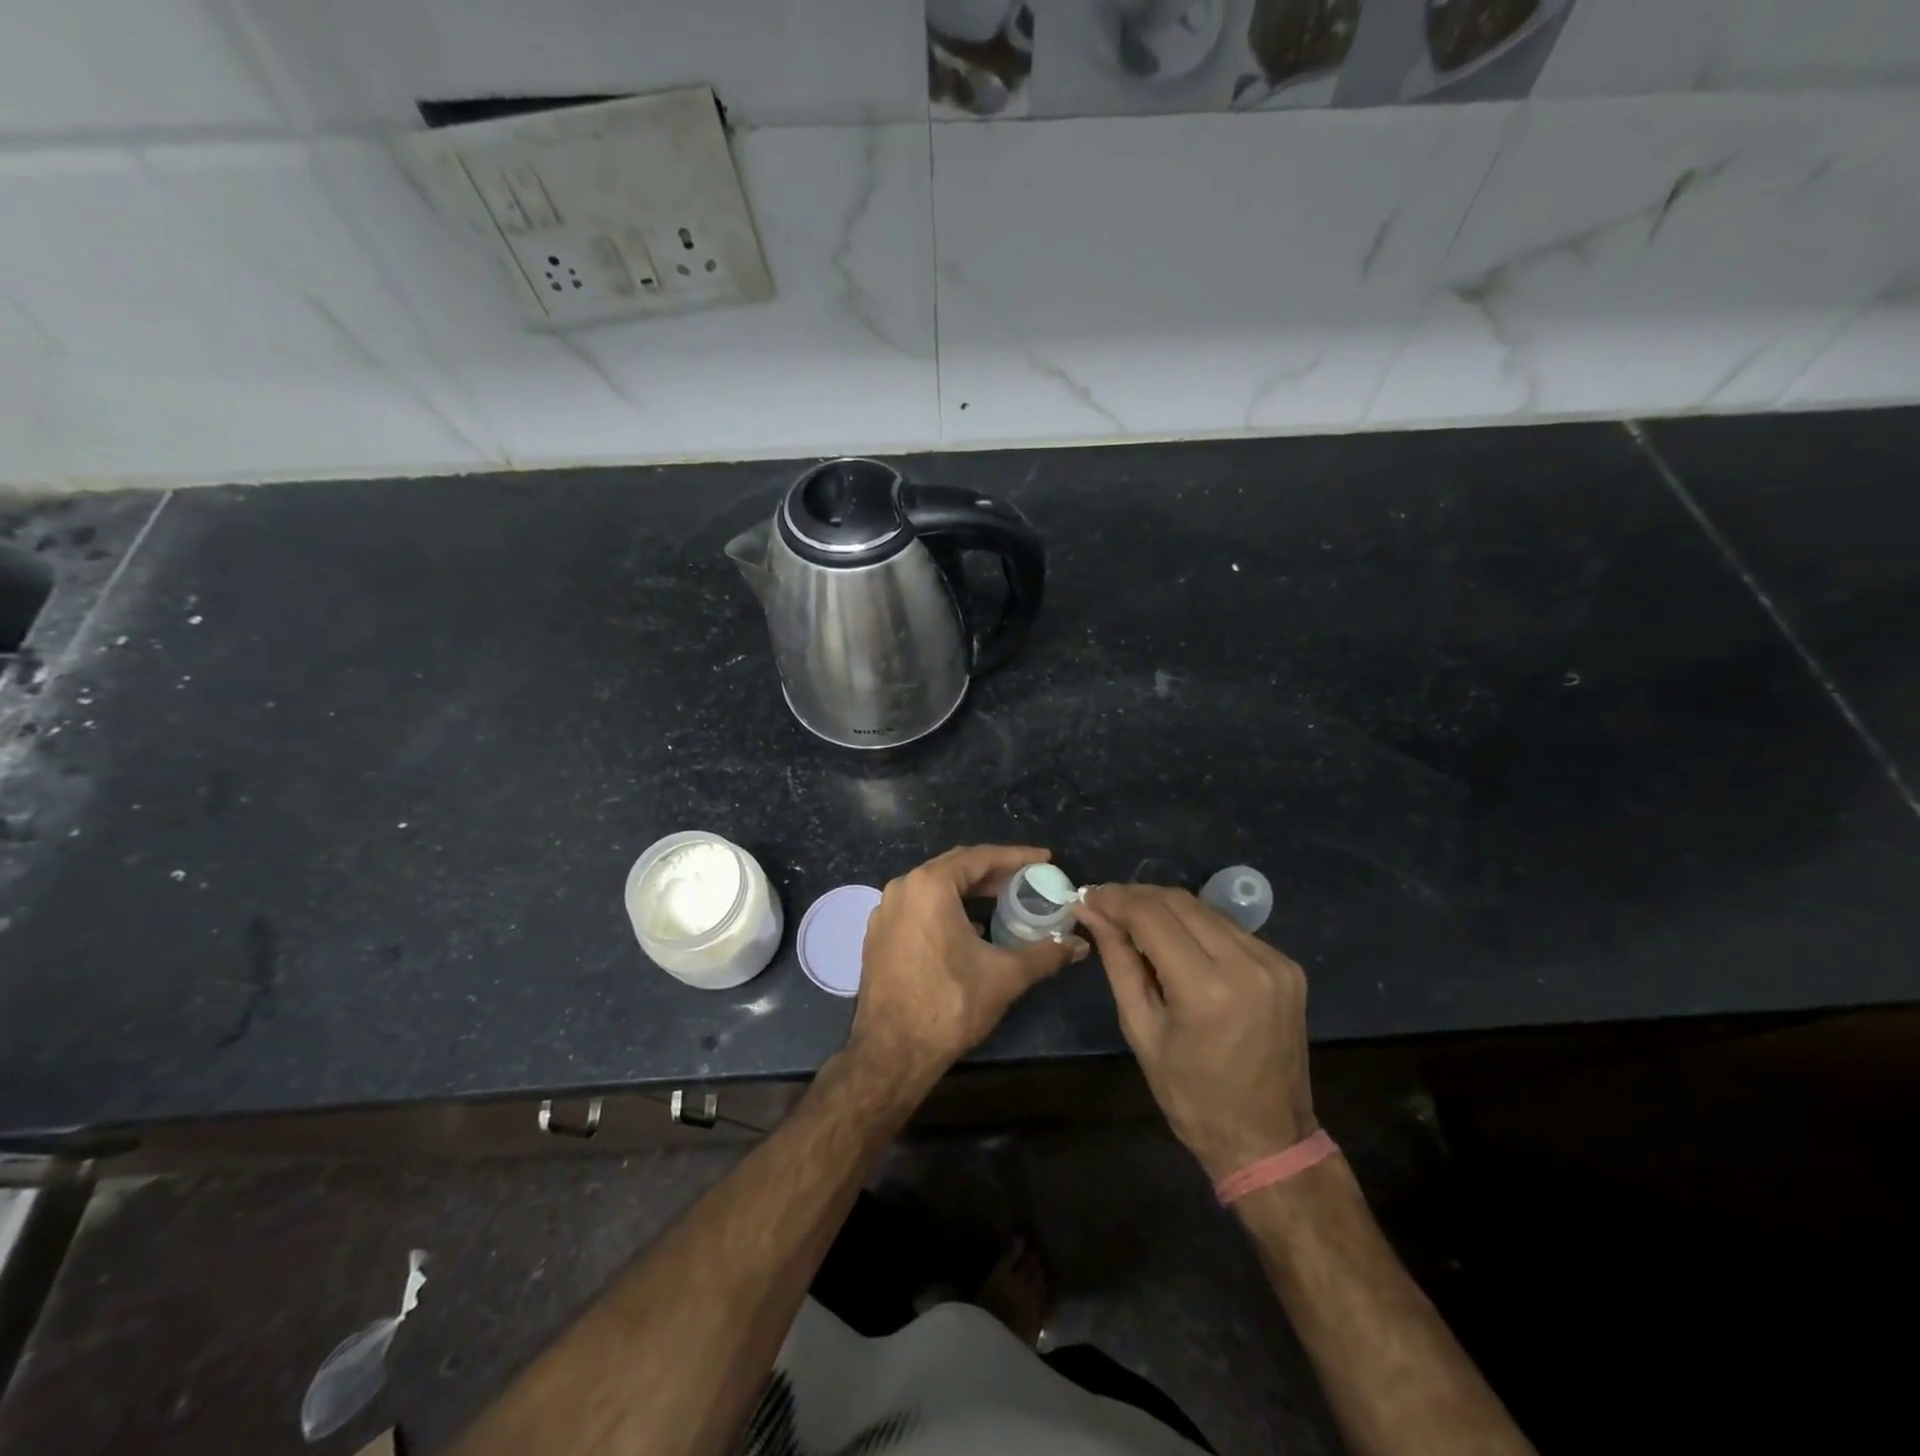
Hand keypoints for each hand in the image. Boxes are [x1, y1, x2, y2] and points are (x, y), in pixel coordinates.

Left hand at [848, 845, 1087, 1090]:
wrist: (891, 1053)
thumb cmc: (949, 1004)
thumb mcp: (1004, 976)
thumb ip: (1045, 953)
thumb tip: (1080, 945)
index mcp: (929, 886)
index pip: (980, 857)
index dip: (1016, 857)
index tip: (1045, 859)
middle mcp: (902, 888)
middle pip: (955, 867)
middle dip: (994, 871)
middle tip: (1028, 878)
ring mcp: (885, 911)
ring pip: (935, 887)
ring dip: (970, 890)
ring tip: (1004, 898)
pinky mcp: (879, 935)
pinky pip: (919, 907)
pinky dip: (947, 907)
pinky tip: (971, 927)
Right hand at [1075, 885, 1314, 1180]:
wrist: (1268, 1140)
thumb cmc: (1192, 1097)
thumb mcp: (1141, 1030)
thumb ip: (1118, 962)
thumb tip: (1091, 912)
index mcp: (1206, 989)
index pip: (1151, 917)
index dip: (1115, 899)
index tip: (1088, 895)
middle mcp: (1246, 964)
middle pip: (1180, 902)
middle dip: (1137, 896)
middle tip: (1105, 903)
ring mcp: (1274, 962)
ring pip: (1206, 910)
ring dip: (1165, 907)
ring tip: (1133, 919)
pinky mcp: (1288, 967)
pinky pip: (1230, 929)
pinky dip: (1197, 926)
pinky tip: (1176, 939)